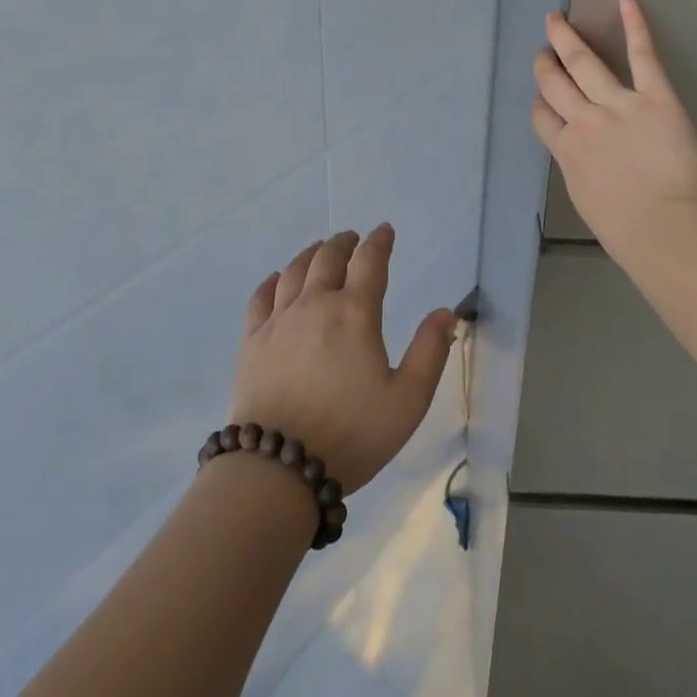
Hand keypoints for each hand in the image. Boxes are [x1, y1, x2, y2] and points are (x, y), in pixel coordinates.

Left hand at [228, 226, 454, 494]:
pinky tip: (278, 280)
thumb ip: (430, 352)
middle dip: (344, 243)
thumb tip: (444, 312)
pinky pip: (261, 296)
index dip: (380, 242)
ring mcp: (278, 320)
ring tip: (320, 249)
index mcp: (355, 314)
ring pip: (295, 271)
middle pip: (329, 258)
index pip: (370, 262)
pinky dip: (273, 281)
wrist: (279, 466)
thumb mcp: (408, 400)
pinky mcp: (252, 340)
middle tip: (353, 238)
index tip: (385, 230)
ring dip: (311, 254)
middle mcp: (315, 304)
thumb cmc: (352, 434)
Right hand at [532, 0, 696, 262]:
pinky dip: (635, 28)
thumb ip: (581, 169)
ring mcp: (617, 106)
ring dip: (566, 40)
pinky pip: (641, 57)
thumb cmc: (626, 229)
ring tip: (557, 21)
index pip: (542, 117)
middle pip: (553, 84)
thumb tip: (585, 158)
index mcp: (566, 150)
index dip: (540, 102)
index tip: (542, 95)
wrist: (663, 227)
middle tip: (543, 48)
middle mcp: (583, 121)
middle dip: (545, 63)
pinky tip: (627, 3)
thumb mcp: (587, 198)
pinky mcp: (654, 98)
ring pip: (582, 64)